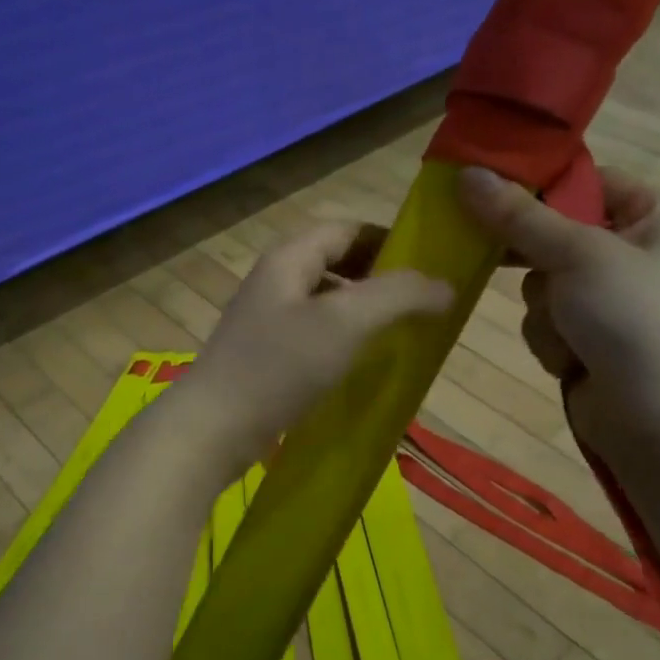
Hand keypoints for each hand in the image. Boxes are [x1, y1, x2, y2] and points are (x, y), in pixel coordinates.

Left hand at [176, 223, 453, 476]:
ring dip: (363, 312)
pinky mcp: (265, 356)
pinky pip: (314, 335)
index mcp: (290, 257)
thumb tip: (446, 285)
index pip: (348, 229)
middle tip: (421, 303)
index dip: (391, 240)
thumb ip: (398, 296)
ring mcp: (267, 320)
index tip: (430, 264)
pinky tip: (361, 365)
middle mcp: (276, 280)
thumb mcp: (345, 322)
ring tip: (400, 334)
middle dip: (381, 278)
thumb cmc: (279, 366)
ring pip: (326, 302)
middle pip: (337, 263)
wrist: (213, 429)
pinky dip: (343, 340)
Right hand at [457, 165, 659, 451]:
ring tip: (570, 332)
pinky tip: (572, 360)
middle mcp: (630, 256)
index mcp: (651, 219)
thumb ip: (519, 216)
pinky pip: (545, 324)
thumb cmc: (633, 317)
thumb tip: (466, 173)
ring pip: (540, 286)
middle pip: (554, 236)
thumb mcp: (577, 254)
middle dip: (536, 261)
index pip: (589, 182)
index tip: (490, 185)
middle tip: (495, 252)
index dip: (543, 184)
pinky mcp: (586, 342)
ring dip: (545, 311)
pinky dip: (551, 341)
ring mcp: (606, 304)